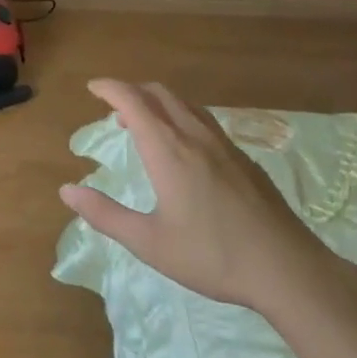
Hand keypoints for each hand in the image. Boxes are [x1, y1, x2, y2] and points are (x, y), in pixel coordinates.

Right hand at [60, 80, 340, 316]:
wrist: (289, 270)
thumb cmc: (213, 256)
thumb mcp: (150, 243)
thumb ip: (106, 214)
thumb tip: (67, 190)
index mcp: (168, 150)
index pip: (132, 101)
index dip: (110, 88)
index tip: (92, 87)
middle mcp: (194, 136)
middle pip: (159, 93)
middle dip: (133, 90)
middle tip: (113, 106)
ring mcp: (224, 145)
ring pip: (185, 104)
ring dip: (158, 102)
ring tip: (145, 123)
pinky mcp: (244, 160)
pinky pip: (205, 120)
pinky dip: (182, 116)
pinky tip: (185, 148)